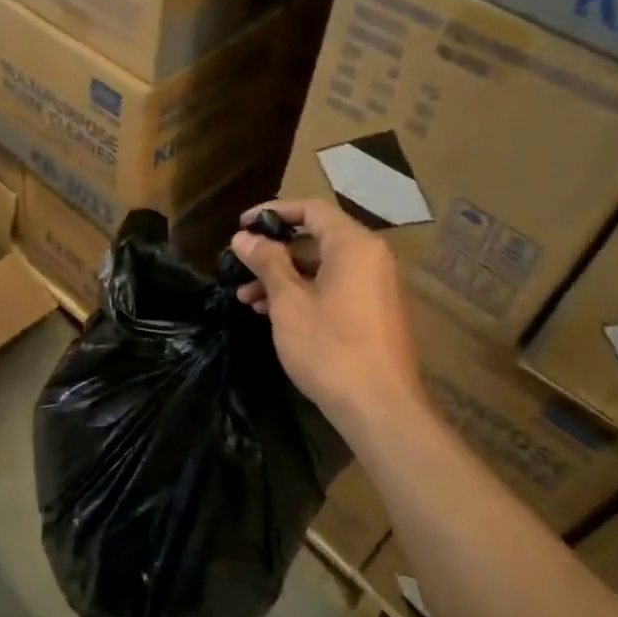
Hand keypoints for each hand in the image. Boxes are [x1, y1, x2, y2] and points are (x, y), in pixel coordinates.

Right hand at [229, 199, 423, 428]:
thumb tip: (243, 237)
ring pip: (321, 268)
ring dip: (282, 278)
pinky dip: (302, 294)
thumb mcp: (289, 302)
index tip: (242, 225)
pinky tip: (271, 314)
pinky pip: (332, 289)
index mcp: (354, 246)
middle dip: (273, 252)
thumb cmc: (329, 347)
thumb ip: (267, 262)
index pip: (312, 209)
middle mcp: (370, 259)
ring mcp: (374, 287)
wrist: (378, 407)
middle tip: (239, 267)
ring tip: (245, 299)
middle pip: (316, 239)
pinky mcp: (371, 313)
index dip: (273, 212)